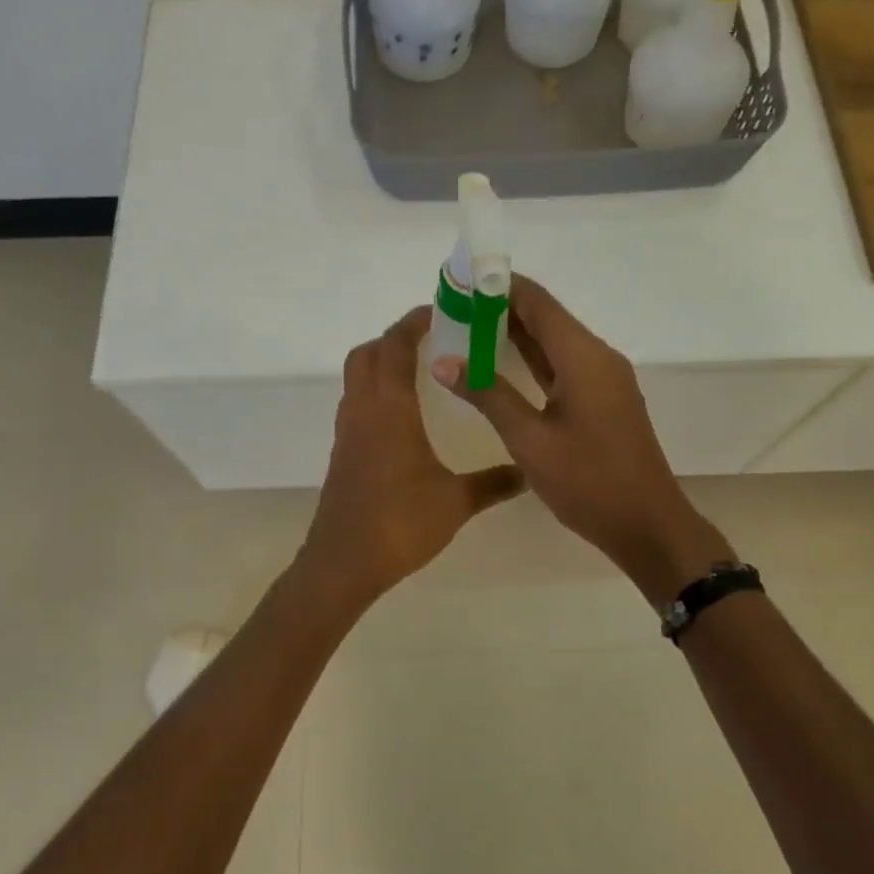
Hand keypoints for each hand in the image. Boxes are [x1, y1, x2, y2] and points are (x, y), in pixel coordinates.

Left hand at [300, 307, 524, 609]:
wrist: (344, 562)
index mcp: (388, 409)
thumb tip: (529, 472)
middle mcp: (362, 410)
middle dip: (395, 338)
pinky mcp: (343, 452)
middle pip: (367, 353)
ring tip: (422, 370)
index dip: (414, 322)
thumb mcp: (455, 502)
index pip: (395, 346)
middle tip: (433, 339)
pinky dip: (376, 392)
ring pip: (357, 378)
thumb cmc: (399, 523)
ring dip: (382, 363)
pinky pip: (356, 403)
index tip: (441, 310)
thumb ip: (494, 483)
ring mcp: (348, 431)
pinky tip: (404, 416)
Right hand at [433, 276, 734, 604]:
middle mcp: (597, 357)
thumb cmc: (588, 482)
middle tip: (453, 305)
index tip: (460, 279)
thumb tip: (445, 361)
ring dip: (513, 333)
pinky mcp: (602, 400)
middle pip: (545, 317)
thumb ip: (488, 395)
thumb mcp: (529, 440)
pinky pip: (561, 365)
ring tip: (466, 327)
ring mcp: (603, 379)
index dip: (498, 285)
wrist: (647, 525)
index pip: (537, 302)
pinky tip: (499, 363)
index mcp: (583, 357)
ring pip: (553, 342)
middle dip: (500, 307)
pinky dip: (530, 359)